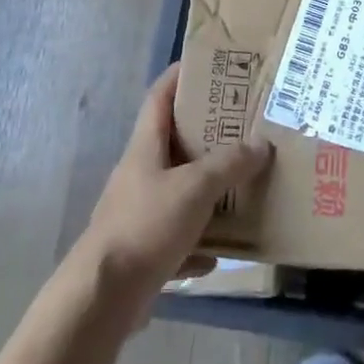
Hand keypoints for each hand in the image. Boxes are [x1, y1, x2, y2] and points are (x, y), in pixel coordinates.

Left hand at [75, 64, 272, 316]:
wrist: (102, 298)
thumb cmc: (147, 225)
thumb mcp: (195, 187)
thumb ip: (229, 164)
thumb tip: (261, 145)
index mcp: (146, 147)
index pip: (160, 97)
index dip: (180, 76)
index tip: (208, 65)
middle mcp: (140, 174)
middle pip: (173, 143)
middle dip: (207, 133)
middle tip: (243, 124)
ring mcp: (139, 213)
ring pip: (179, 190)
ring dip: (208, 189)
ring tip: (242, 184)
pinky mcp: (142, 250)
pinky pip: (178, 237)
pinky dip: (199, 241)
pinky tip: (222, 251)